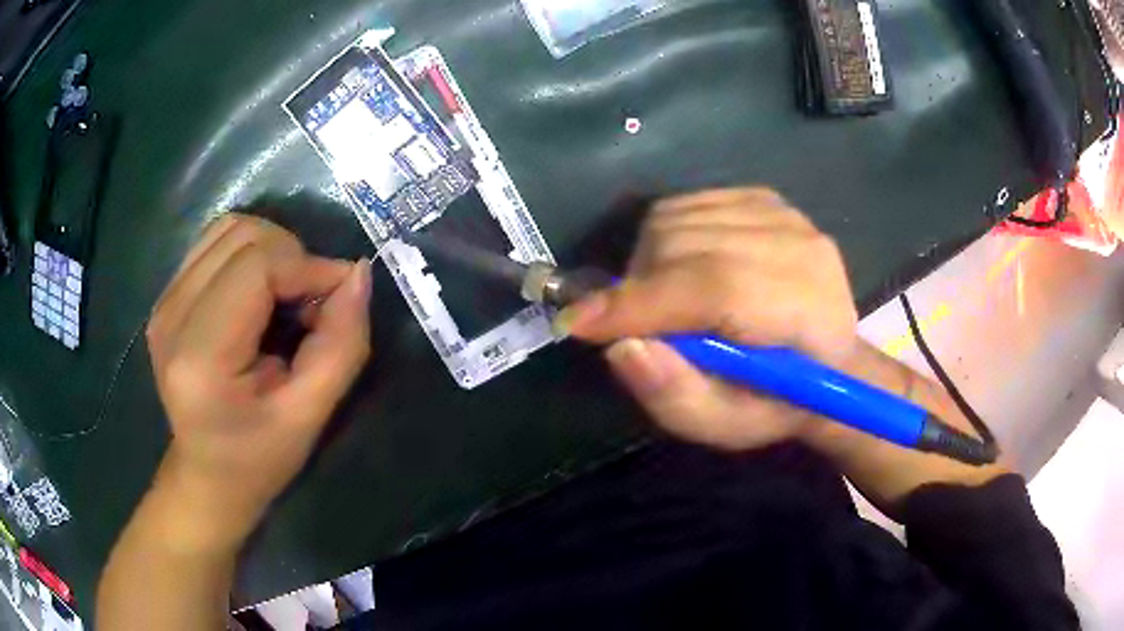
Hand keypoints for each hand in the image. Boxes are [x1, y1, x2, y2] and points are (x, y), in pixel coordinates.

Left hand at [145, 214, 371, 543]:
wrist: (207, 475)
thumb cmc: (259, 458)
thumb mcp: (310, 415)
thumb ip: (341, 344)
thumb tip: (358, 273)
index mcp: (200, 355)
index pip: (256, 266)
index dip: (307, 267)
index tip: (340, 295)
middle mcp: (172, 316)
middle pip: (242, 236)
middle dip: (292, 256)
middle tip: (312, 304)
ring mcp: (164, 302)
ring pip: (228, 229)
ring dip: (271, 250)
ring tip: (286, 295)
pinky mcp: (167, 297)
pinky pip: (214, 244)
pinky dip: (249, 254)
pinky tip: (259, 294)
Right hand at [560, 188, 857, 450]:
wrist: (829, 358)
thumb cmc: (776, 402)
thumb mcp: (726, 426)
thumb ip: (676, 396)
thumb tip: (623, 346)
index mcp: (806, 313)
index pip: (716, 287)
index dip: (641, 303)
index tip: (579, 324)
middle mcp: (801, 248)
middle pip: (688, 244)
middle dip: (638, 286)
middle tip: (633, 323)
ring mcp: (785, 215)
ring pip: (679, 216)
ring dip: (648, 260)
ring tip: (662, 299)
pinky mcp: (766, 198)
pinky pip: (688, 202)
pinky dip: (666, 234)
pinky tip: (682, 267)